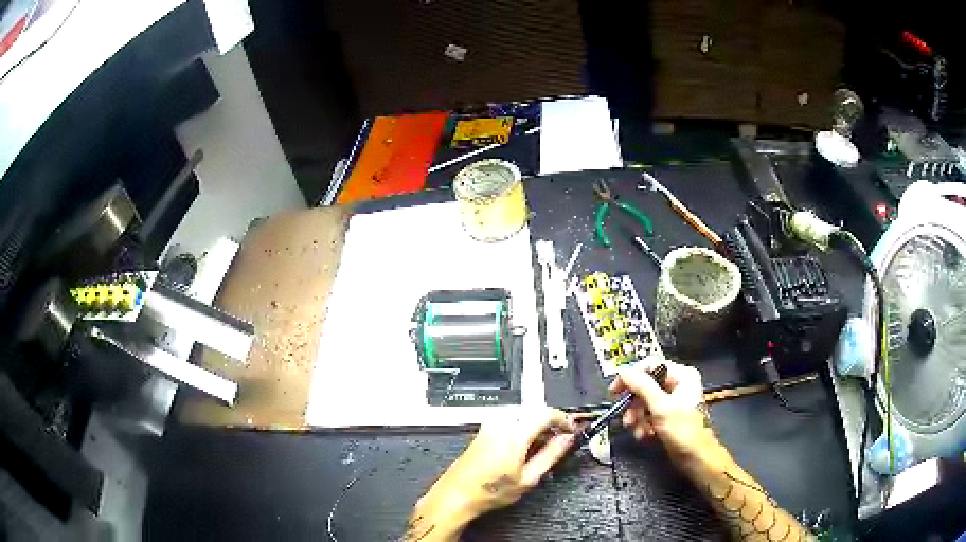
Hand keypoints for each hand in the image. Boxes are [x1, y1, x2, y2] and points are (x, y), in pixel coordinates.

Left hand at [405, 407, 576, 539]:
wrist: (458, 494)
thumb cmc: (489, 491)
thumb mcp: (529, 478)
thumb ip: (552, 454)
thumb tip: (567, 440)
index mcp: (514, 432)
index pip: (547, 413)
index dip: (565, 420)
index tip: (573, 430)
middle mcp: (501, 422)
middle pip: (535, 412)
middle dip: (551, 424)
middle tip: (562, 440)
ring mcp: (490, 425)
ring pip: (524, 416)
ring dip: (537, 427)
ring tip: (544, 448)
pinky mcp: (484, 429)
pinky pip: (511, 421)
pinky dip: (524, 430)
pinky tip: (525, 449)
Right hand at [609, 360, 715, 465]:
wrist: (695, 457)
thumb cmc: (684, 431)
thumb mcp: (661, 406)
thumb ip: (642, 386)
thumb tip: (624, 372)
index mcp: (682, 375)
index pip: (650, 365)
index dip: (631, 376)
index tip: (616, 390)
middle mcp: (677, 385)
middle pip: (645, 386)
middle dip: (635, 405)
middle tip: (628, 418)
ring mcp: (672, 401)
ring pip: (644, 402)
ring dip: (637, 418)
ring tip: (638, 431)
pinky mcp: (667, 416)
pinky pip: (648, 415)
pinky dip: (643, 425)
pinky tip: (646, 435)